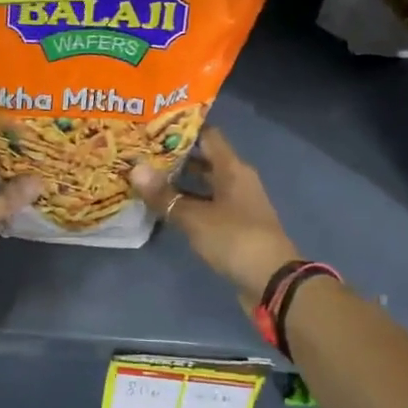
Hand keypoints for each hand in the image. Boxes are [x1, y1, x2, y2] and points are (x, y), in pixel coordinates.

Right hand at [130, 127, 298, 307]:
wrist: (272, 281)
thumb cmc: (235, 239)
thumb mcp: (195, 217)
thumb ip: (165, 195)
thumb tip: (135, 168)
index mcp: (233, 168)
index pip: (208, 135)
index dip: (182, 129)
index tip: (154, 125)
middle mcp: (237, 180)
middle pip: (205, 159)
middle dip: (176, 156)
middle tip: (142, 151)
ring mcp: (238, 204)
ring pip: (205, 184)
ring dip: (181, 181)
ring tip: (148, 177)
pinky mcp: (235, 226)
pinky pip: (207, 205)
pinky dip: (188, 203)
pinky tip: (166, 207)